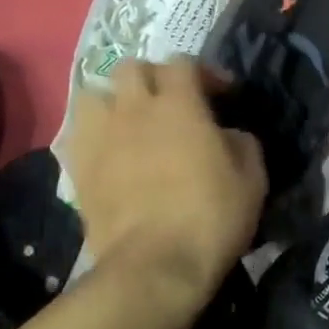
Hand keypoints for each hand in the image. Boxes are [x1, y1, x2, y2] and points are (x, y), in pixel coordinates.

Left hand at [64, 58, 266, 318]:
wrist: (154, 266)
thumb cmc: (210, 218)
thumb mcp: (252, 179)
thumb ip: (242, 143)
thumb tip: (228, 134)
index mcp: (179, 104)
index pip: (183, 62)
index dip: (204, 72)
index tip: (222, 94)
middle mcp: (133, 108)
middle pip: (132, 67)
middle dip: (153, 78)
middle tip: (171, 103)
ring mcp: (99, 136)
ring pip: (94, 94)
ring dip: (114, 101)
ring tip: (129, 122)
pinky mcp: (77, 167)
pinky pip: (78, 134)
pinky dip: (93, 135)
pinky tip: (109, 153)